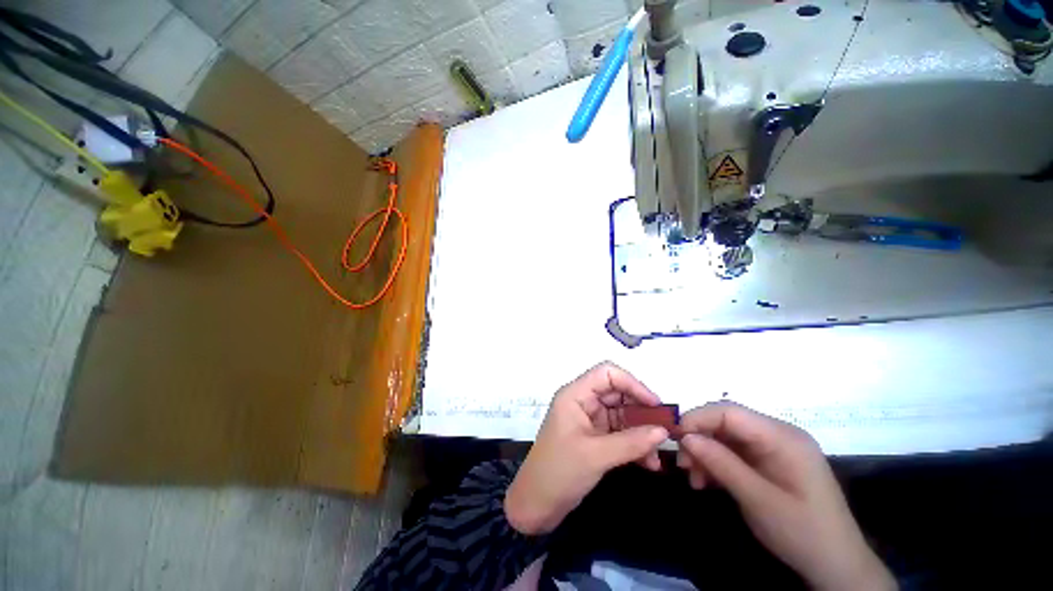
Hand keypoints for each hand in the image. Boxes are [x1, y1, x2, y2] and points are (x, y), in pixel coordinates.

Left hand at [504, 362, 668, 535]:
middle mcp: (583, 402)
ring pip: (622, 415)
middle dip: (641, 410)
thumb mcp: (596, 455)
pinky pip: (619, 433)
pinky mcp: (594, 438)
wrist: (536, 504)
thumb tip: (664, 431)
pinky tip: (649, 463)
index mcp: (576, 395)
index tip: (655, 405)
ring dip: (641, 431)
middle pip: (617, 393)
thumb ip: (631, 442)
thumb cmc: (559, 472)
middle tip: (665, 429)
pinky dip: (634, 445)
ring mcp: (589, 420)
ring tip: (658, 453)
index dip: (632, 383)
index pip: (606, 374)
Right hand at [676, 402, 894, 590]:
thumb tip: (685, 437)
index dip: (698, 419)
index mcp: (782, 437)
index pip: (729, 411)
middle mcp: (778, 434)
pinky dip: (717, 463)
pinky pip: (734, 452)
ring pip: (726, 437)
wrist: (836, 566)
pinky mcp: (769, 461)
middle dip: (700, 439)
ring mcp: (774, 448)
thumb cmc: (802, 532)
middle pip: (726, 423)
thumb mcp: (758, 500)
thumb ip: (721, 464)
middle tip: (683, 465)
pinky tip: (706, 481)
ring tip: (693, 479)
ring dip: (705, 454)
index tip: (675, 438)